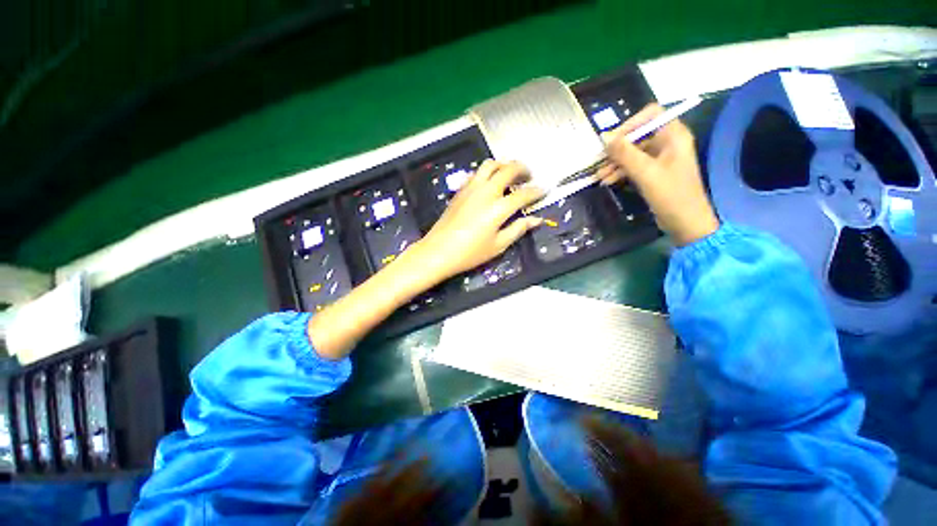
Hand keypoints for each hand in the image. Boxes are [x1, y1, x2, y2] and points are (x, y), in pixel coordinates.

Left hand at [412, 160, 544, 282]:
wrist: (438, 251)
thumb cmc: (470, 253)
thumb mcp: (498, 245)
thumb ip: (518, 229)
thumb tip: (536, 220)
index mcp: (498, 208)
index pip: (523, 193)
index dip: (537, 191)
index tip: (544, 190)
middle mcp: (486, 191)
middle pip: (508, 169)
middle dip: (523, 169)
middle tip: (529, 176)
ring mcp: (471, 188)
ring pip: (490, 164)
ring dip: (504, 165)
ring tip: (510, 174)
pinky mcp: (460, 190)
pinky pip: (477, 173)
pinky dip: (488, 172)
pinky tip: (490, 182)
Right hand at [597, 104, 719, 246]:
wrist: (685, 222)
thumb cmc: (670, 194)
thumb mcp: (645, 172)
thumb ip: (624, 153)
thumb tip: (604, 137)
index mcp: (673, 135)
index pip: (650, 115)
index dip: (630, 124)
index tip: (611, 140)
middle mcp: (668, 143)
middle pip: (639, 136)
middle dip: (617, 149)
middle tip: (599, 161)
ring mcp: (661, 159)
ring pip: (634, 153)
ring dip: (616, 163)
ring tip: (599, 176)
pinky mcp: (655, 173)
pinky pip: (635, 166)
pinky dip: (621, 172)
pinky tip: (608, 181)